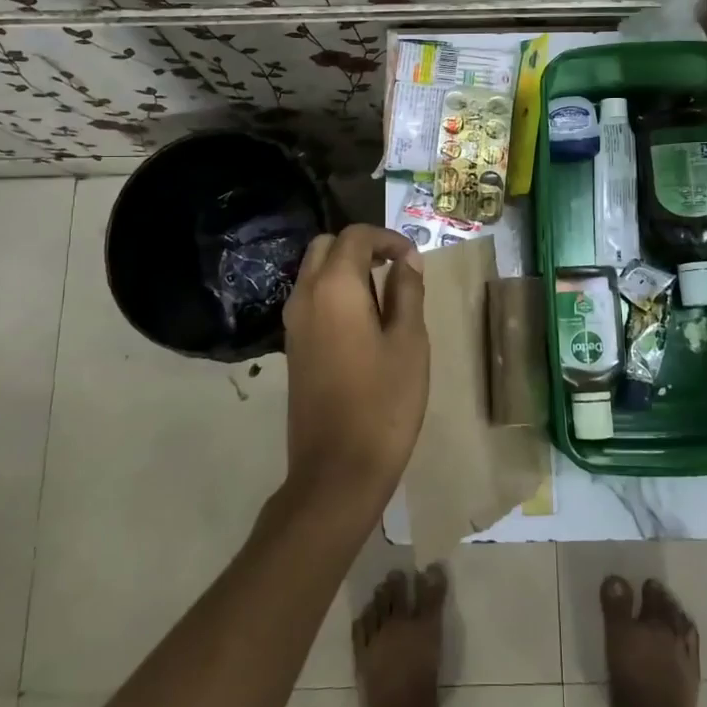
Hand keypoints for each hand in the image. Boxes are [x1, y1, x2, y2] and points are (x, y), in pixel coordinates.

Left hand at [281, 225, 427, 516]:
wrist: (337, 470)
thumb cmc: (384, 403)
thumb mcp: (409, 342)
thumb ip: (407, 292)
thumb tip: (407, 260)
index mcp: (334, 288)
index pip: (355, 236)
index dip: (388, 238)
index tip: (414, 258)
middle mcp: (305, 296)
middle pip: (326, 246)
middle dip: (361, 246)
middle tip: (396, 267)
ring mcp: (293, 323)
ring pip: (314, 272)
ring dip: (346, 268)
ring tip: (385, 294)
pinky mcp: (293, 347)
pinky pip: (310, 298)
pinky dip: (334, 291)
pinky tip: (364, 321)